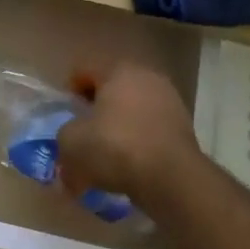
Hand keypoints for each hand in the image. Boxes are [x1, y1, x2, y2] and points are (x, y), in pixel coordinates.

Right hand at [58, 61, 207, 221]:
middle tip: (84, 131)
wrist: (171, 179)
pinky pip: (150, 129)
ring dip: (119, 126)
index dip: (71, 89)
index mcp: (118, 70)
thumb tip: (72, 141)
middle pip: (112, 88)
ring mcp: (170, 101)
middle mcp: (147, 77)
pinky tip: (128, 164)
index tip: (66, 113)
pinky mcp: (184, 128)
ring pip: (133, 109)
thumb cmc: (115, 147)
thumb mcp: (72, 142)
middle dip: (97, 108)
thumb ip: (65, 135)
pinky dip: (138, 142)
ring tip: (106, 153)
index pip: (86, 69)